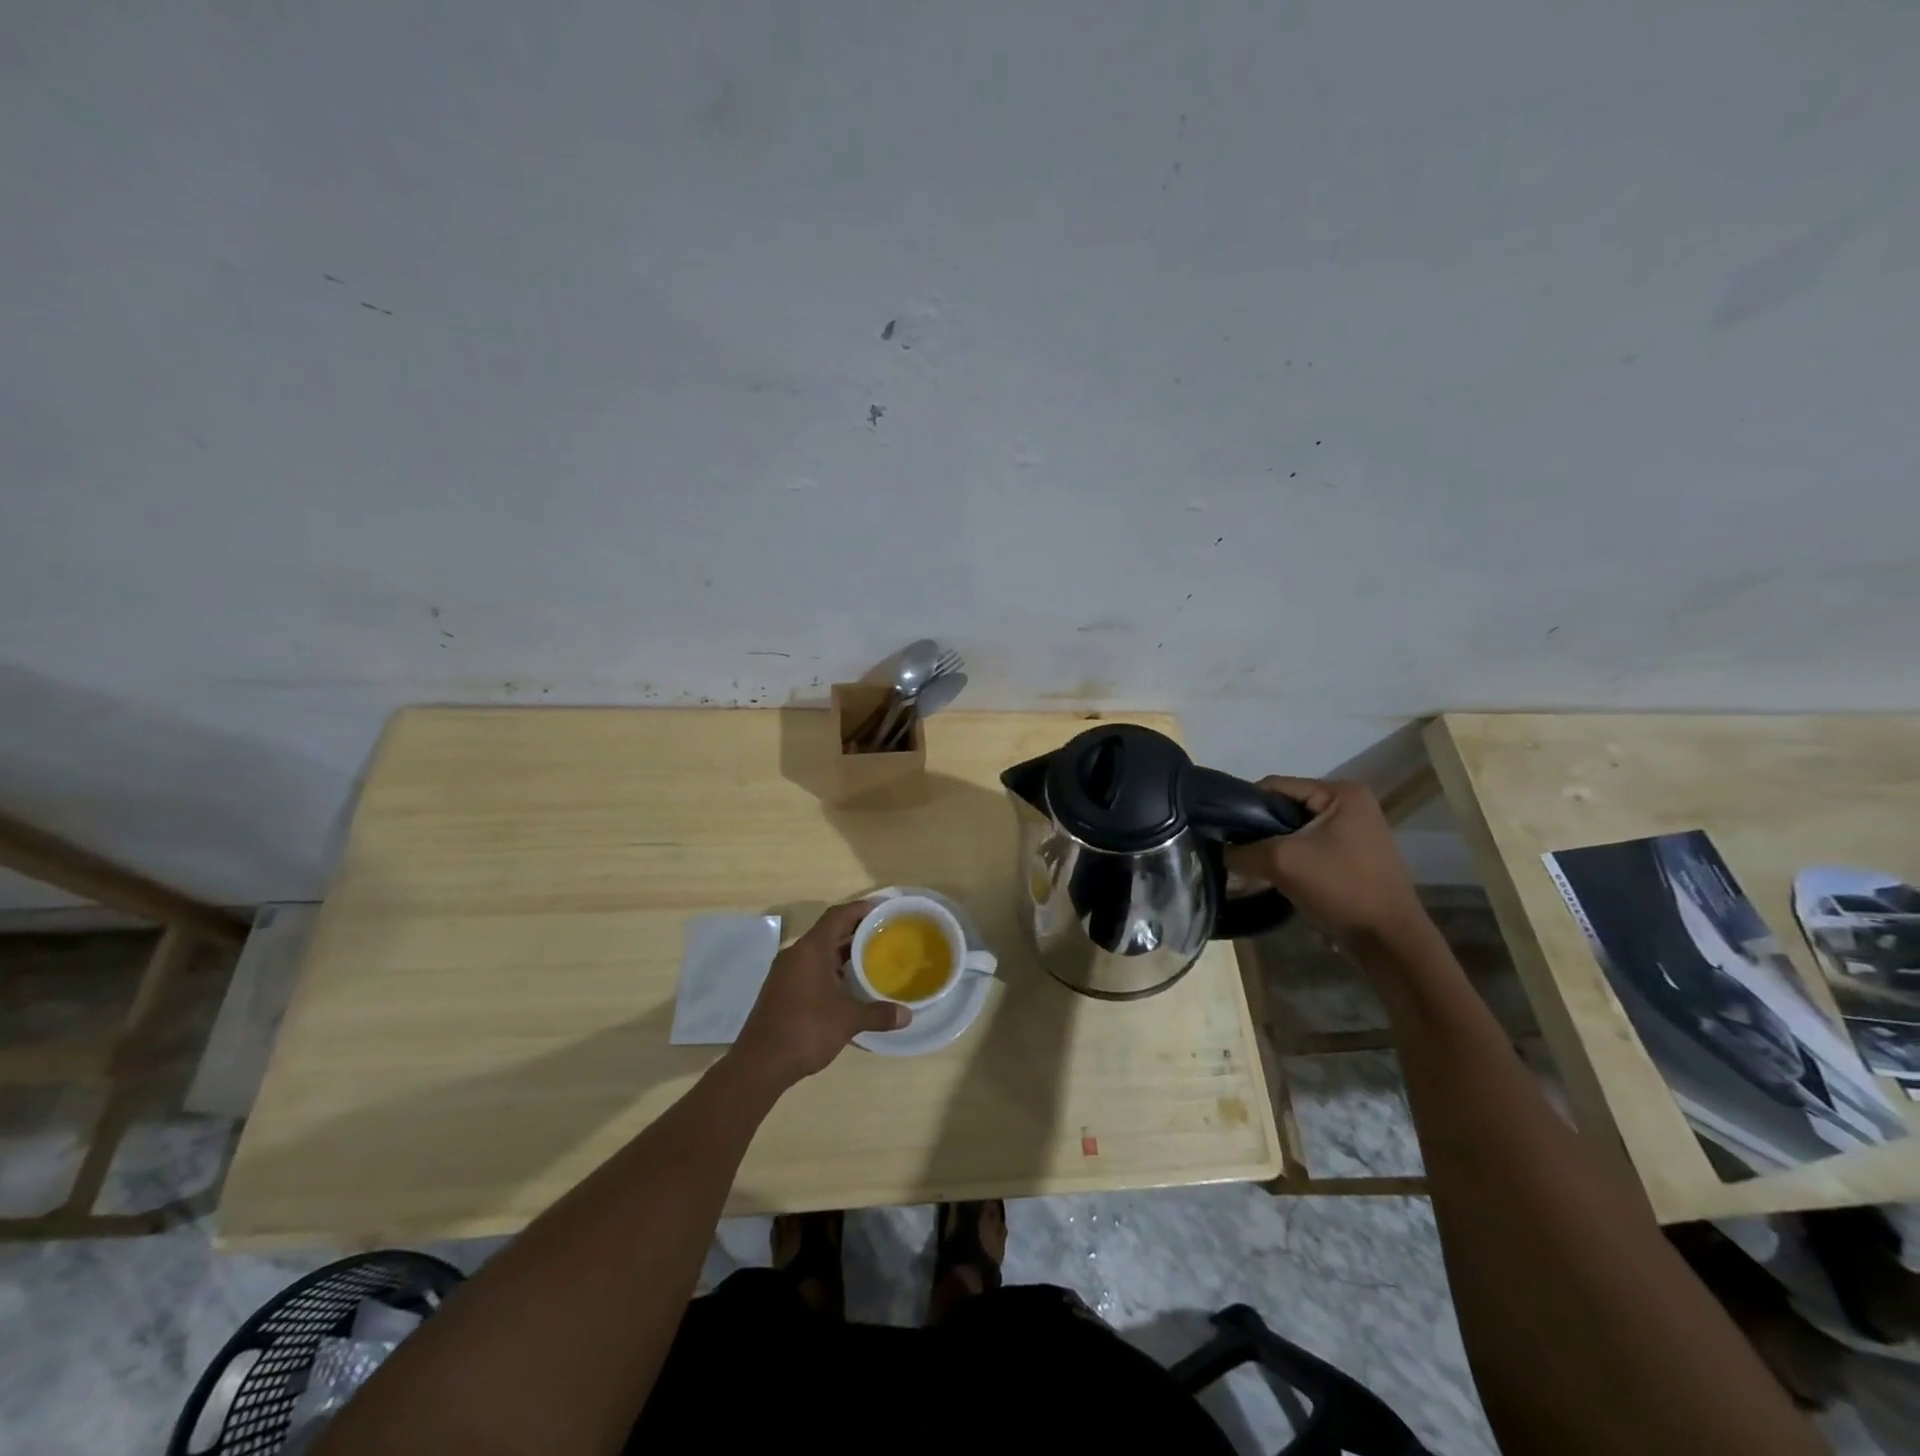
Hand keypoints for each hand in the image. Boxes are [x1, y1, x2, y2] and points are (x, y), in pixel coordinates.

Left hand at [729, 900, 909, 1088]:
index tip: (883, 909)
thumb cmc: (805, 1030)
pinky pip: (811, 968)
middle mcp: (796, 954)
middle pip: (829, 931)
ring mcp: (786, 973)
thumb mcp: (848, 1020)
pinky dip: (831, 969)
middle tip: (885, 934)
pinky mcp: (782, 990)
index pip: (838, 915)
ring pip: (819, 951)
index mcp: (811, 949)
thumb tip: (908, 1015)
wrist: (760, 1064)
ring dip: (843, 951)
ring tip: (872, 957)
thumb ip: (878, 1013)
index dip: (861, 909)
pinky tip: (848, 984)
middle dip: (856, 930)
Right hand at [1223, 777, 1429, 948]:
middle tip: (1233, 849)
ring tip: (1248, 863)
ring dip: (1271, 845)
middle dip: (1258, 828)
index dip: (1244, 805)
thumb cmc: (1340, 888)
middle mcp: (1350, 803)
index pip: (1276, 786)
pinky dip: (1288, 857)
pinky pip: (1308, 846)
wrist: (1388, 940)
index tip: (1221, 829)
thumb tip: (1216, 849)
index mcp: (1341, 792)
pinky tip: (1271, 874)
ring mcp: (1353, 830)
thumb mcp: (1282, 862)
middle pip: (1285, 807)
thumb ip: (1242, 851)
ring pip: (1294, 829)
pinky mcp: (1351, 855)